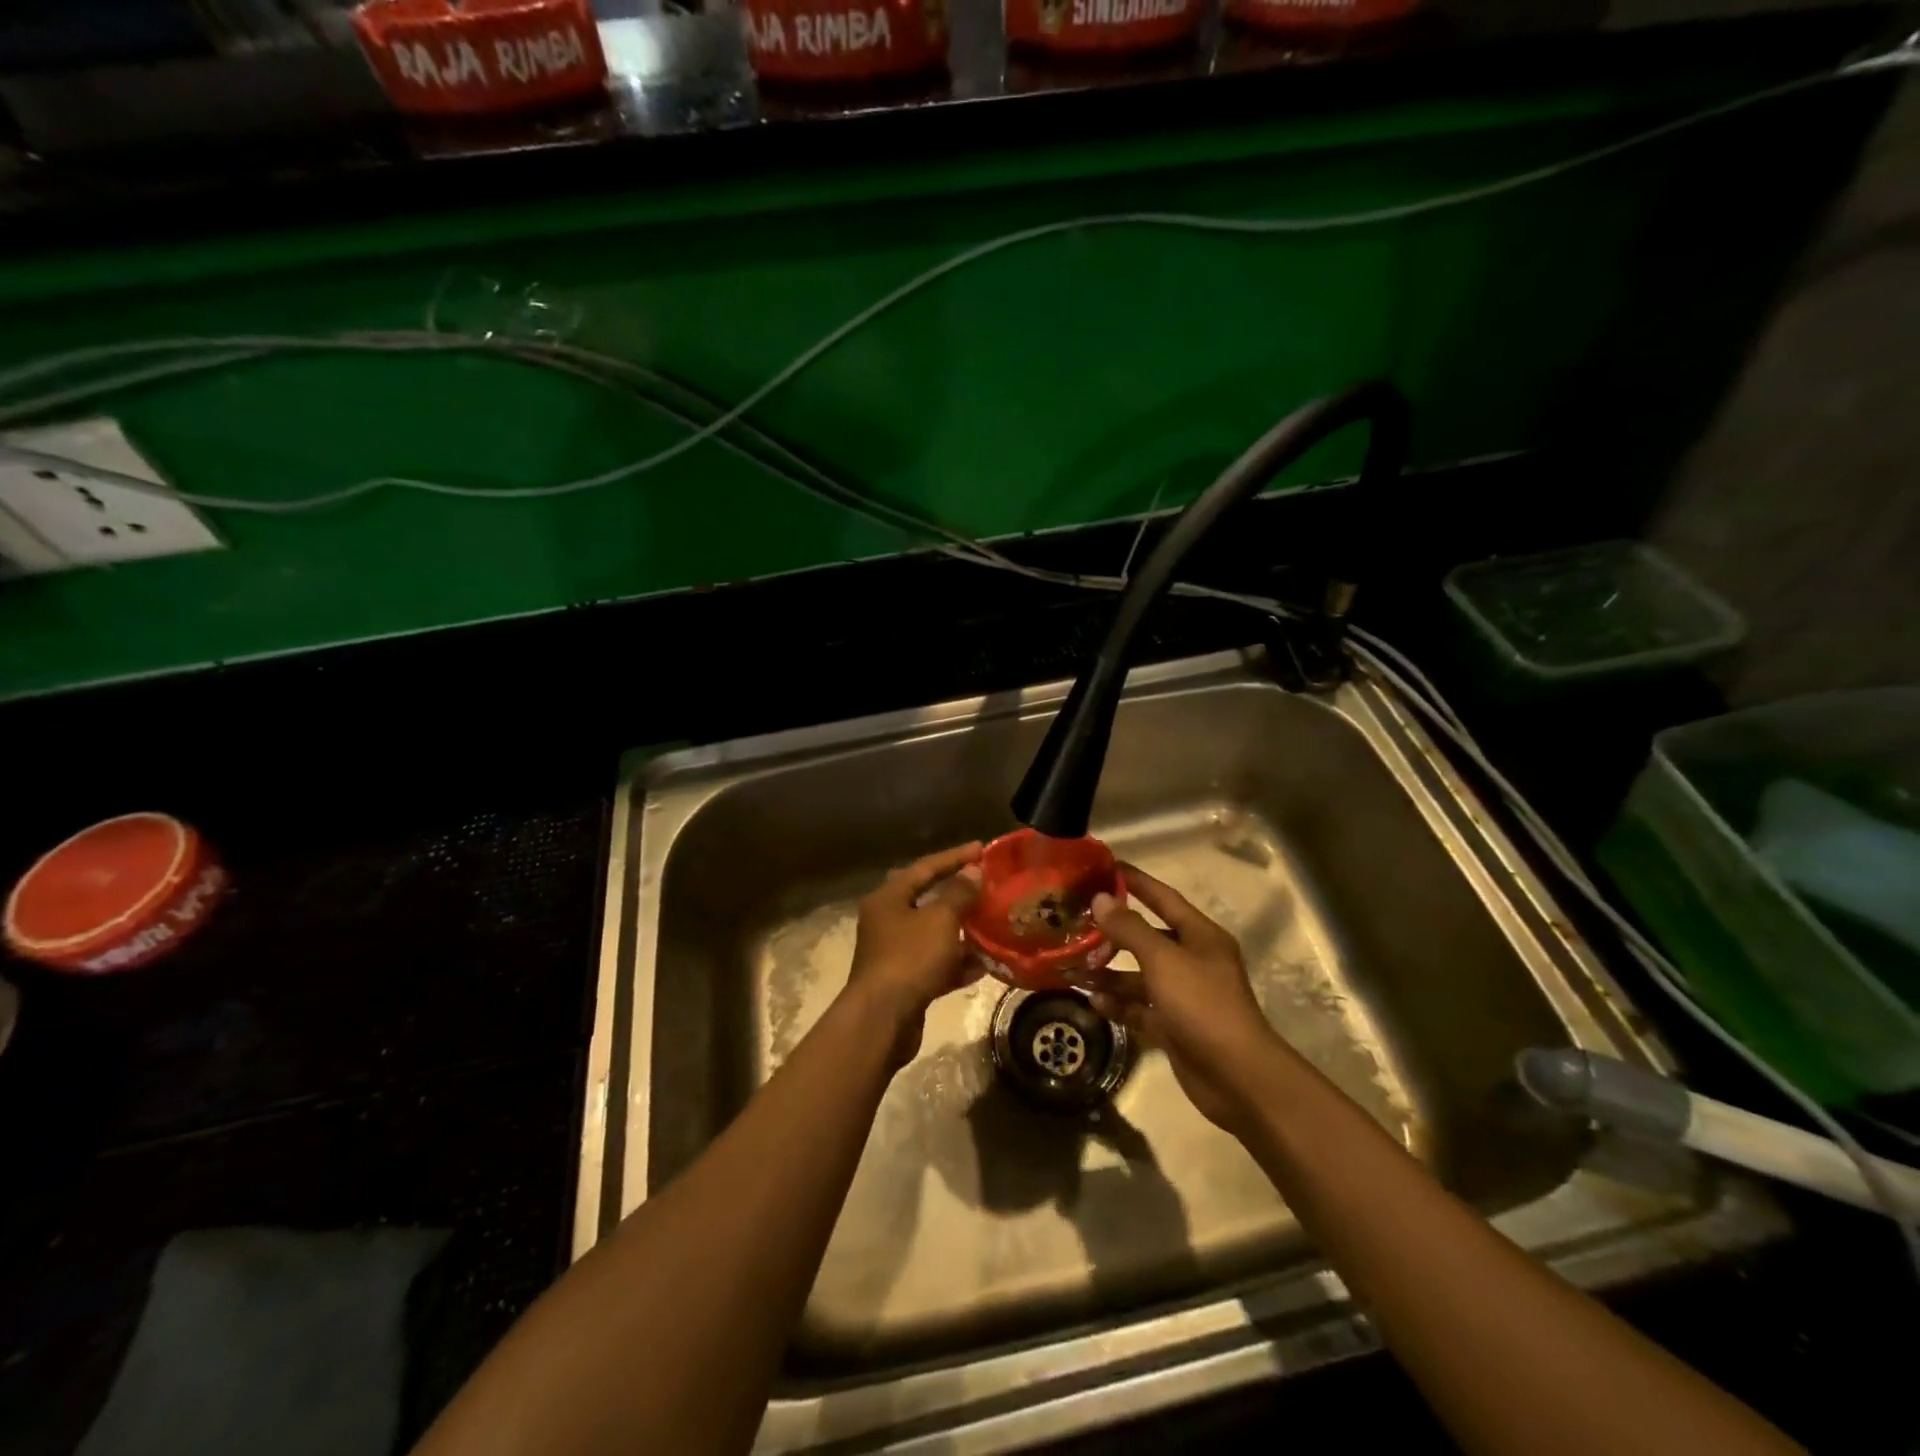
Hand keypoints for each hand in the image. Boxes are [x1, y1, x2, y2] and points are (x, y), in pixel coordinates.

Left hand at [845, 841, 983, 1064]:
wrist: (883, 1020)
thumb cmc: (910, 958)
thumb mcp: (940, 919)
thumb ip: (959, 893)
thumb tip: (973, 871)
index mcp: (889, 898)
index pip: (925, 867)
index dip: (955, 856)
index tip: (982, 848)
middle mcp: (887, 921)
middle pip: (927, 899)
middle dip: (957, 893)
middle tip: (986, 885)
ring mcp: (894, 953)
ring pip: (933, 934)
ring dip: (961, 930)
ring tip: (992, 924)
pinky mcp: (904, 981)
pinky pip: (935, 964)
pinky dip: (957, 962)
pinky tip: (983, 965)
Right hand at [1085, 865, 1285, 1134]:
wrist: (1237, 1078)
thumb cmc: (1203, 1005)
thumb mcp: (1163, 960)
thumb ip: (1130, 929)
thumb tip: (1100, 899)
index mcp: (1200, 935)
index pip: (1162, 897)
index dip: (1134, 881)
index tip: (1103, 867)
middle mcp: (1193, 960)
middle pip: (1147, 937)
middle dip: (1113, 933)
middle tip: (1076, 926)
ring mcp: (1184, 996)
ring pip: (1139, 976)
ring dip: (1109, 972)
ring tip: (1074, 968)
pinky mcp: (1174, 1027)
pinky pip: (1140, 1008)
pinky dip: (1118, 1004)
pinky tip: (1093, 1001)